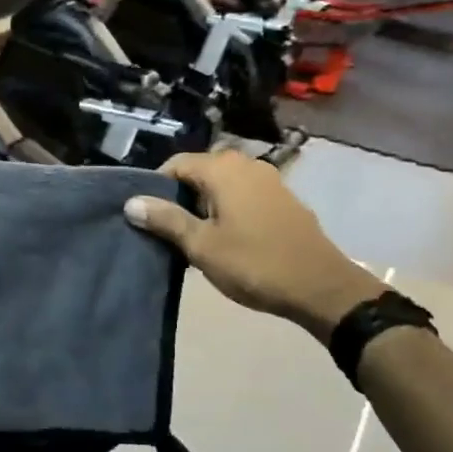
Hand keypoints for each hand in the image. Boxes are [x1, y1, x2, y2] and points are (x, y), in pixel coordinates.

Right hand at [125, 150, 384, 340]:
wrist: (321, 287)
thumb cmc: (254, 264)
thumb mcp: (202, 245)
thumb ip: (166, 220)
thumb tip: (132, 202)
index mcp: (223, 169)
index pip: (176, 164)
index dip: (156, 187)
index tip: (147, 216)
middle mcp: (247, 164)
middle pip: (200, 172)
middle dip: (181, 196)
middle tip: (168, 230)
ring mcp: (270, 180)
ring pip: (223, 184)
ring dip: (205, 205)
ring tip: (195, 237)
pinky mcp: (284, 199)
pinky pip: (244, 195)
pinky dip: (229, 209)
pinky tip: (227, 238)